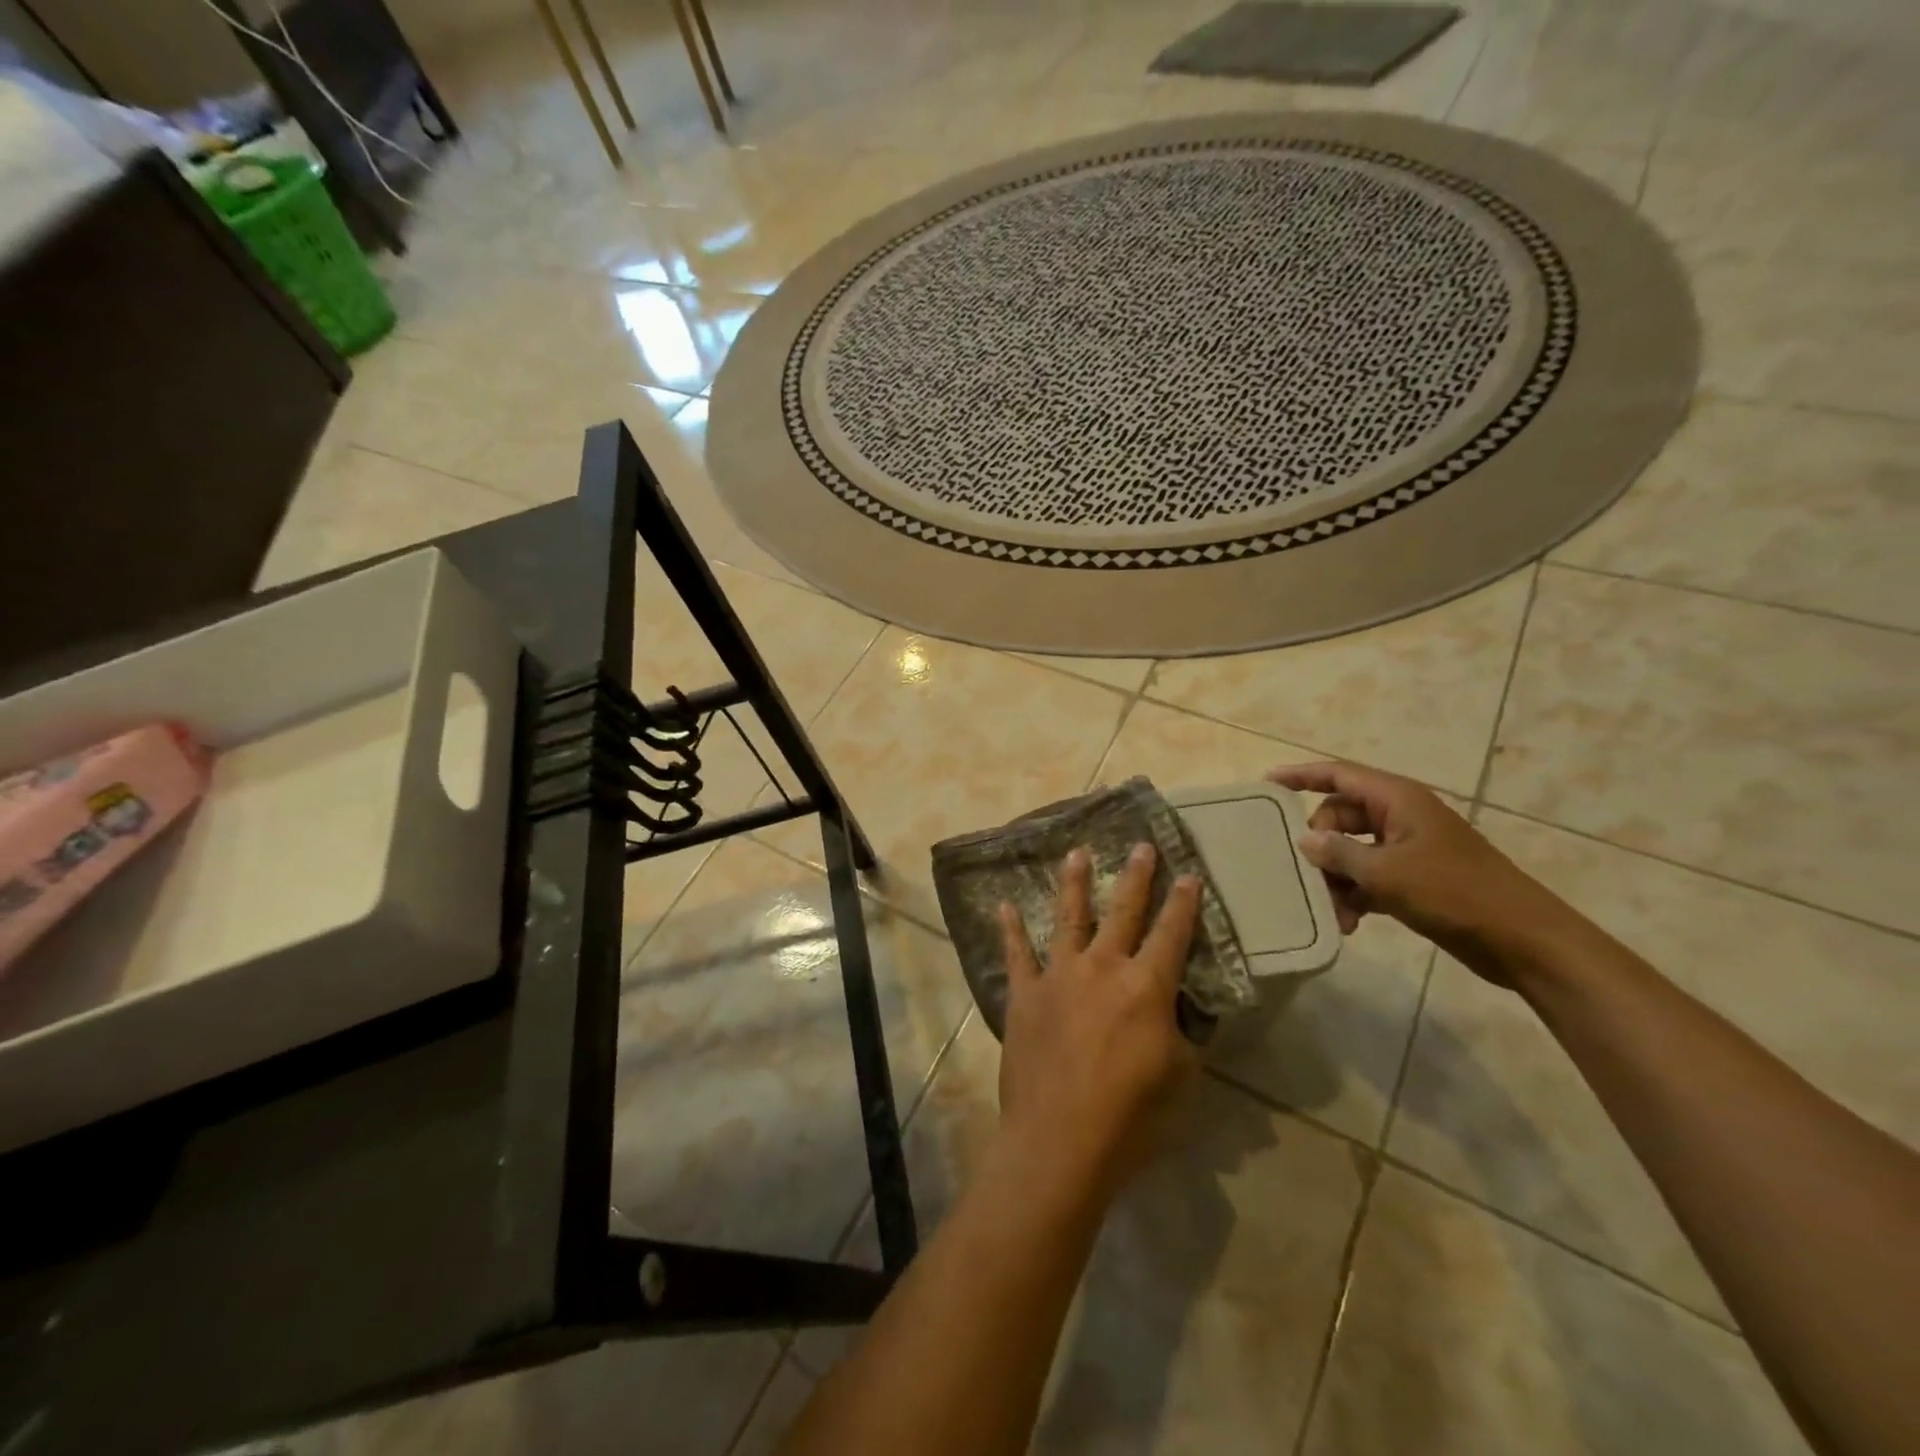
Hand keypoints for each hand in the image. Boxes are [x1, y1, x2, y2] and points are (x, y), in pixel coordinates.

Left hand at [996, 843, 1201, 1198]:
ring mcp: (1059, 976)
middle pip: (1123, 911)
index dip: (1184, 903)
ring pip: (1068, 917)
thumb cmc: (1131, 1116)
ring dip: (1073, 883)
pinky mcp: (1025, 994)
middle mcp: (1103, 968)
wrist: (1061, 1140)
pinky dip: (1009, 929)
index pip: (1172, 934)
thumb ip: (1184, 1034)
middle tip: (1140, 845)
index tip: (1188, 873)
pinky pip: (1017, 954)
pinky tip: (1003, 905)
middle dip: (1135, 876)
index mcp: (1147, 987)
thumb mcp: (1181, 1077)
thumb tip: (1182, 1011)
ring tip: (1075, 853)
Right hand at [1267, 761, 1570, 985]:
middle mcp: (1399, 817)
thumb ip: (1338, 853)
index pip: (1338, 775)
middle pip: (1339, 817)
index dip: (1301, 776)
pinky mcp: (1415, 878)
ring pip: (1351, 851)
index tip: (1266, 782)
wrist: (1521, 938)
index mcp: (1396, 800)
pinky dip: (1355, 894)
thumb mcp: (1386, 873)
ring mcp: (1408, 848)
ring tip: (1333, 912)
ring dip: (1336, 879)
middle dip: (1320, 846)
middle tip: (1307, 876)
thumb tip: (1305, 840)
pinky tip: (1349, 922)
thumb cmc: (1453, 893)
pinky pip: (1369, 876)